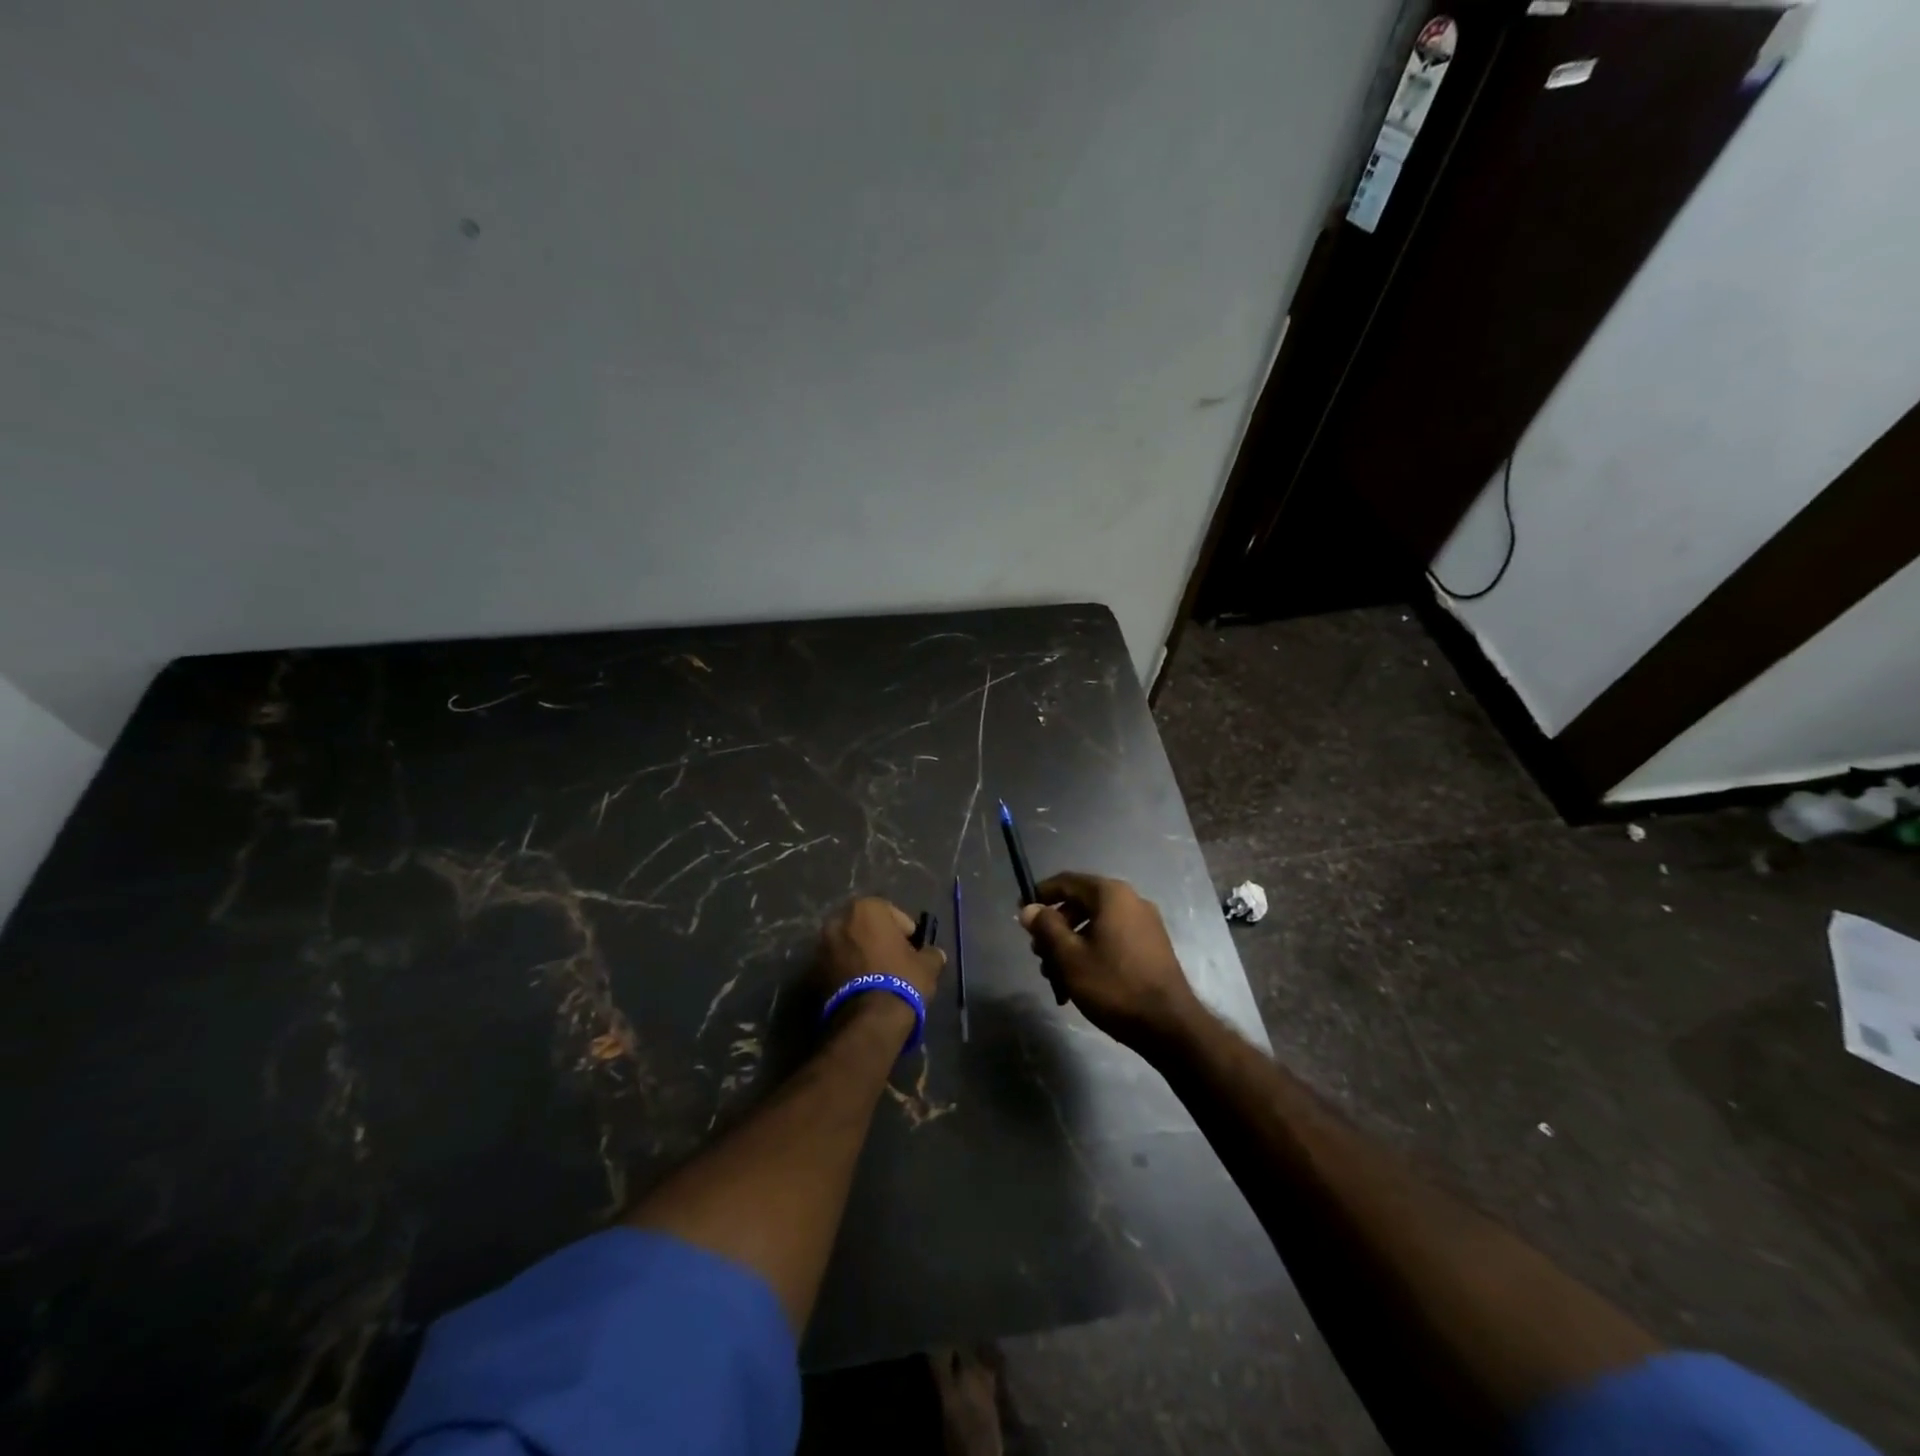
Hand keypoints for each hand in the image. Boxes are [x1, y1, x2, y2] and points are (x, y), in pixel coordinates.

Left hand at [818, 897, 944, 1009]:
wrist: (868, 1020)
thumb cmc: (901, 980)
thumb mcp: (927, 965)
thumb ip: (931, 953)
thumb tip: (934, 954)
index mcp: (867, 908)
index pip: (892, 913)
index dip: (905, 932)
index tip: (912, 950)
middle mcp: (839, 920)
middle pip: (865, 927)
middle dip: (878, 940)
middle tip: (894, 960)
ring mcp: (822, 946)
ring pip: (849, 946)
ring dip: (861, 955)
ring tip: (876, 977)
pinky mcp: (813, 972)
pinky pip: (836, 965)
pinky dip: (847, 972)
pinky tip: (862, 988)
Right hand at [1019, 872, 1200, 1048]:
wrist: (1169, 1026)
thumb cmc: (1114, 985)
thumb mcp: (1070, 957)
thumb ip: (1046, 928)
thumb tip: (1029, 908)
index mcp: (1111, 895)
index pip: (1066, 882)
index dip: (1040, 895)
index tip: (1021, 915)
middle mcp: (1131, 901)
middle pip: (1080, 905)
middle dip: (1055, 930)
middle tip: (1039, 956)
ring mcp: (1145, 924)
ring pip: (1095, 926)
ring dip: (1071, 947)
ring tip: (1057, 979)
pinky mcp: (1152, 947)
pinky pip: (1112, 940)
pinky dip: (1092, 954)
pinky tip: (1080, 984)